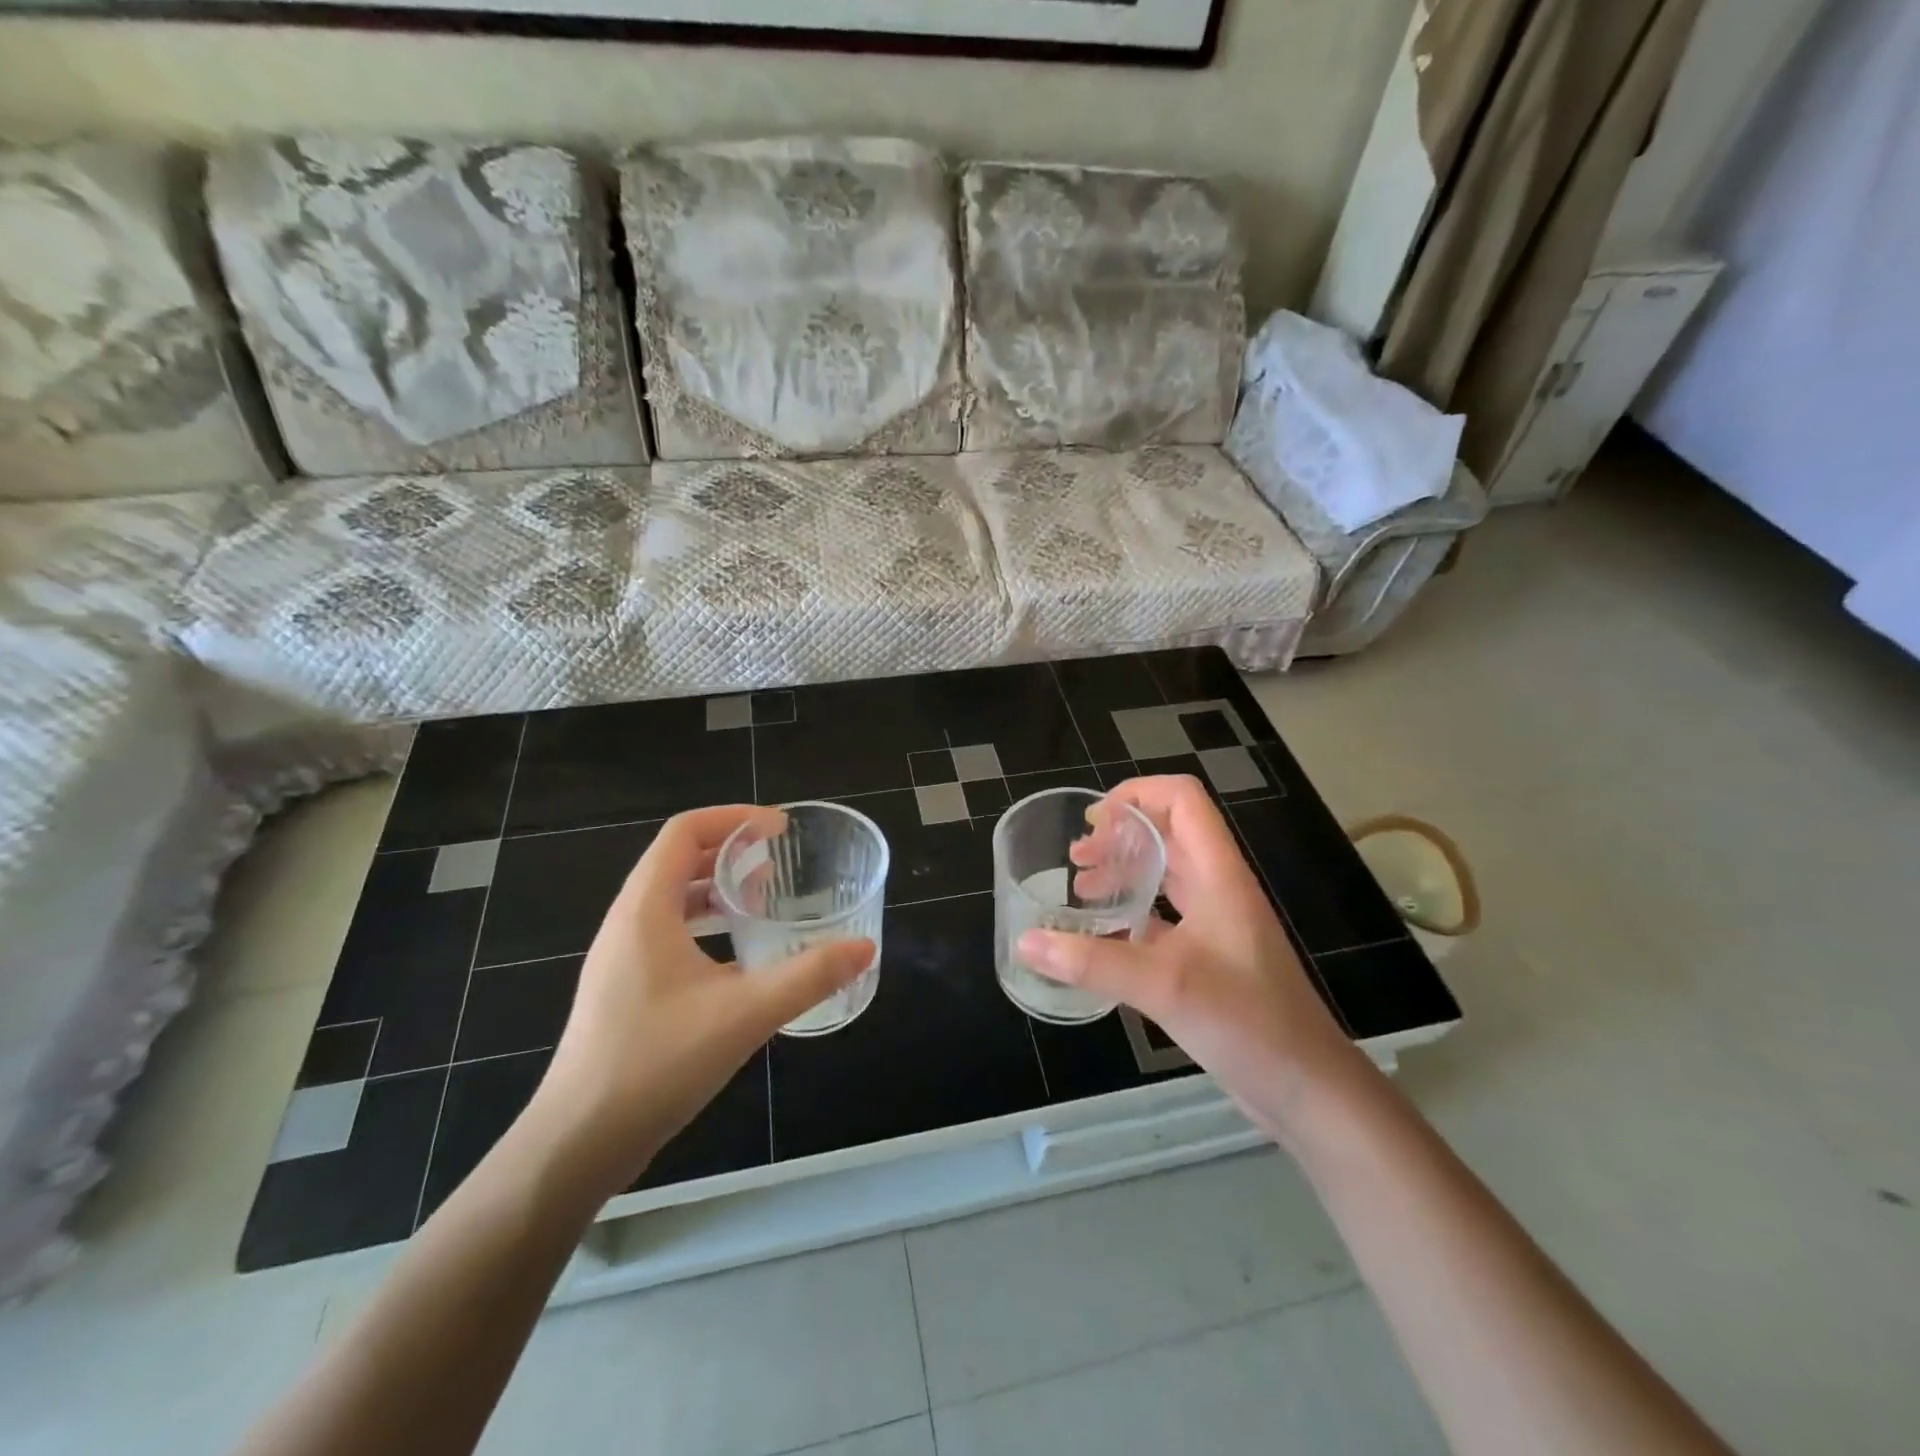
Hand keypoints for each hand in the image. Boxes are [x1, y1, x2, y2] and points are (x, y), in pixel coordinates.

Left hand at [524, 805, 872, 1199]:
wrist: (578, 1143)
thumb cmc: (656, 1063)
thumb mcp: (744, 1014)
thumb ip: (809, 976)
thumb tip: (864, 947)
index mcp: (646, 910)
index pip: (684, 832)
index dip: (733, 818)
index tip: (779, 828)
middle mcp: (627, 923)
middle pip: (677, 859)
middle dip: (730, 849)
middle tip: (778, 858)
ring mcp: (622, 958)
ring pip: (671, 898)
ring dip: (717, 887)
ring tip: (762, 897)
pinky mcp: (624, 989)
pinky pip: (667, 932)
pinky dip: (705, 923)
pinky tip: (738, 957)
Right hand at [1017, 775, 1367, 1139]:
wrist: (1308, 1088)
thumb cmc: (1247, 1022)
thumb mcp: (1164, 986)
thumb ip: (1092, 962)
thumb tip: (1025, 943)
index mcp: (1218, 874)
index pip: (1182, 799)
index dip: (1137, 794)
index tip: (1093, 821)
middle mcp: (1219, 887)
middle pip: (1169, 832)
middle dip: (1119, 835)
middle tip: (1076, 859)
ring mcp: (1217, 922)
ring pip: (1166, 874)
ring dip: (1124, 871)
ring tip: (1082, 891)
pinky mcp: (1212, 955)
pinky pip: (1165, 915)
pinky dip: (1131, 913)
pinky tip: (1102, 938)